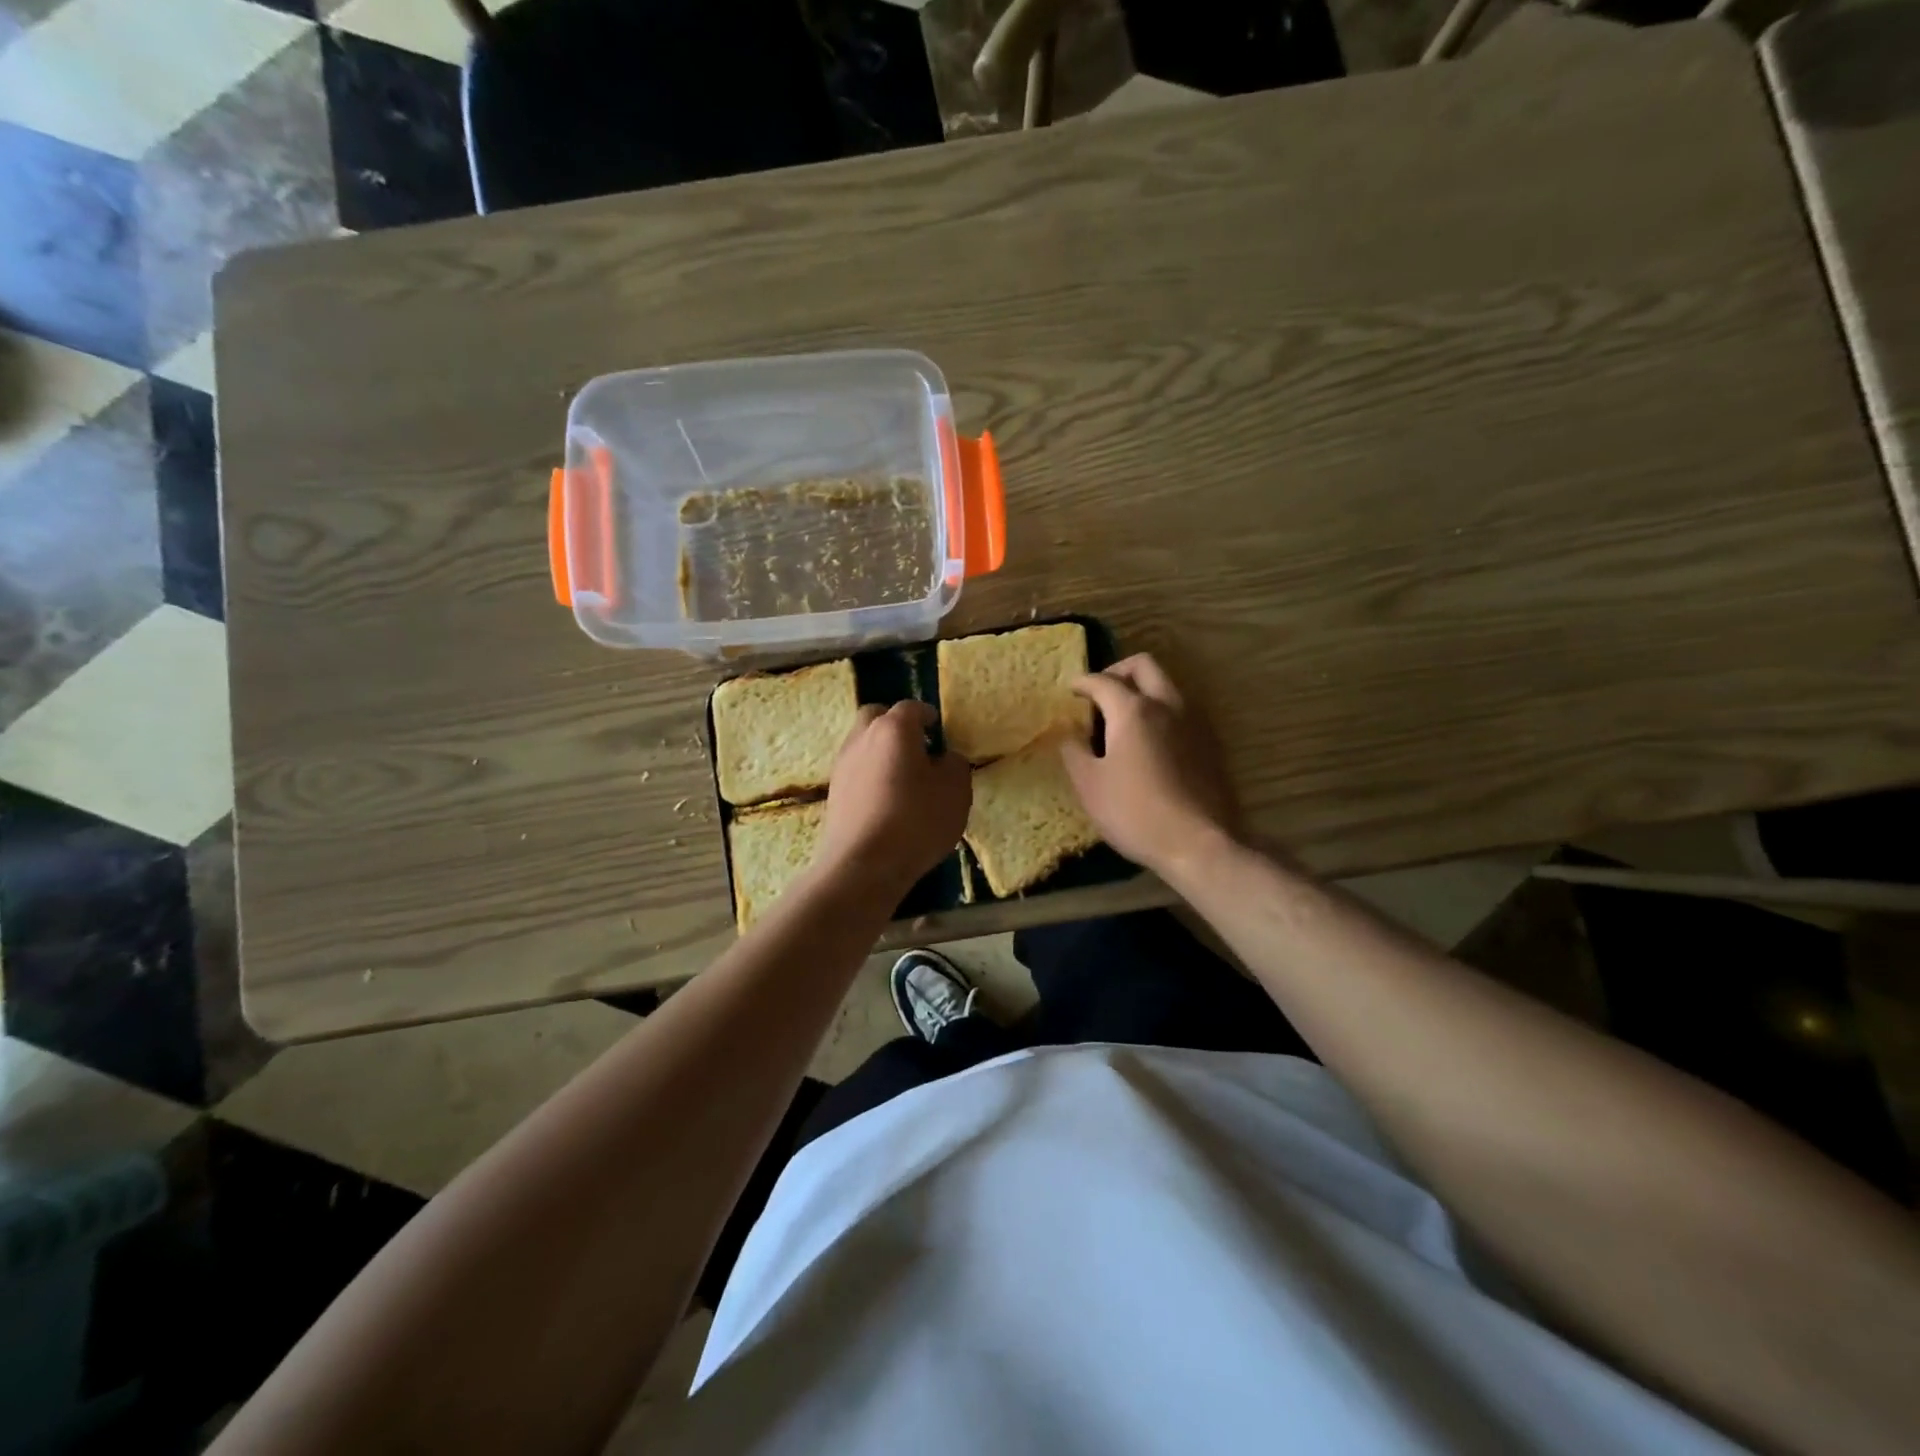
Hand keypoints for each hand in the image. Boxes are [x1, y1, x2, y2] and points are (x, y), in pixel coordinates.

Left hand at [821, 700, 971, 895]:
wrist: (863, 865)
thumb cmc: (916, 821)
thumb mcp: (955, 792)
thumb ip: (955, 765)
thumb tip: (945, 758)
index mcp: (894, 729)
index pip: (911, 707)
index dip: (927, 714)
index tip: (938, 728)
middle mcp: (862, 738)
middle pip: (876, 716)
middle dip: (895, 723)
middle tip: (916, 745)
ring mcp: (843, 765)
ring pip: (862, 743)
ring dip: (881, 750)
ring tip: (903, 776)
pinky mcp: (833, 793)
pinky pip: (855, 771)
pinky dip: (870, 774)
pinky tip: (886, 799)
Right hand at [1060, 654, 1238, 878]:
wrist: (1199, 844)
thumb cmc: (1135, 813)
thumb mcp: (1089, 785)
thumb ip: (1074, 751)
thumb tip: (1070, 733)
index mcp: (1134, 710)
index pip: (1102, 681)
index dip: (1082, 682)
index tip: (1071, 690)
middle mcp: (1167, 705)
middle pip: (1144, 666)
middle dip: (1118, 671)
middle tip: (1100, 692)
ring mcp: (1194, 722)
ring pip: (1167, 685)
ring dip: (1143, 689)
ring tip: (1123, 717)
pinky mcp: (1210, 743)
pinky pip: (1181, 711)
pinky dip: (1161, 712)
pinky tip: (1150, 741)